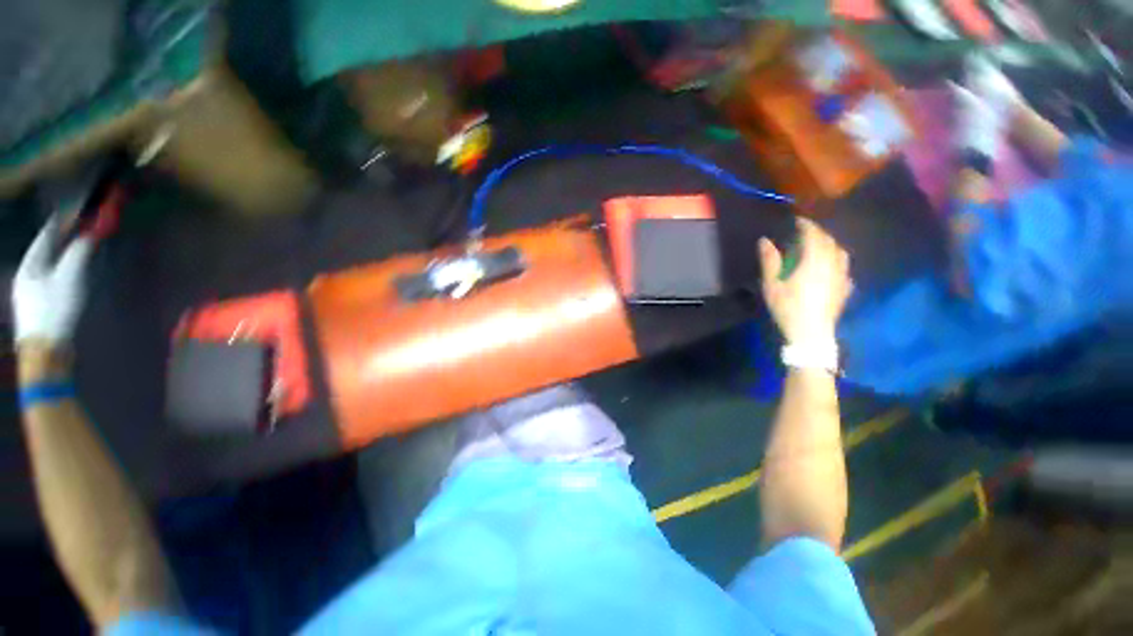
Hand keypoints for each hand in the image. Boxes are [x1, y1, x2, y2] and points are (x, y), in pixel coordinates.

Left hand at [13, 219, 94, 347]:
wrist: (46, 350)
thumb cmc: (55, 310)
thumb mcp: (69, 279)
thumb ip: (79, 254)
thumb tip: (89, 235)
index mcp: (30, 265)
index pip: (45, 237)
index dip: (59, 223)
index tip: (72, 211)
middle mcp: (26, 275)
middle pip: (45, 251)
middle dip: (61, 240)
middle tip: (78, 229)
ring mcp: (31, 293)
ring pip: (48, 266)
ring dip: (62, 256)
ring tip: (75, 250)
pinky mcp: (39, 306)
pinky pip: (51, 279)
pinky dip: (61, 271)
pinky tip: (69, 275)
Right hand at [758, 218, 851, 344]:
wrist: (811, 333)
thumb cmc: (788, 307)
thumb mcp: (772, 285)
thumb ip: (770, 261)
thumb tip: (764, 240)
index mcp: (814, 261)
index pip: (814, 235)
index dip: (806, 225)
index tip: (798, 220)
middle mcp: (832, 264)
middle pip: (829, 241)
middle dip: (818, 233)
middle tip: (806, 231)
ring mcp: (842, 276)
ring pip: (840, 252)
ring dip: (830, 244)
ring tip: (819, 246)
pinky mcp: (845, 288)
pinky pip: (844, 267)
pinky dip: (837, 260)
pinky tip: (831, 266)